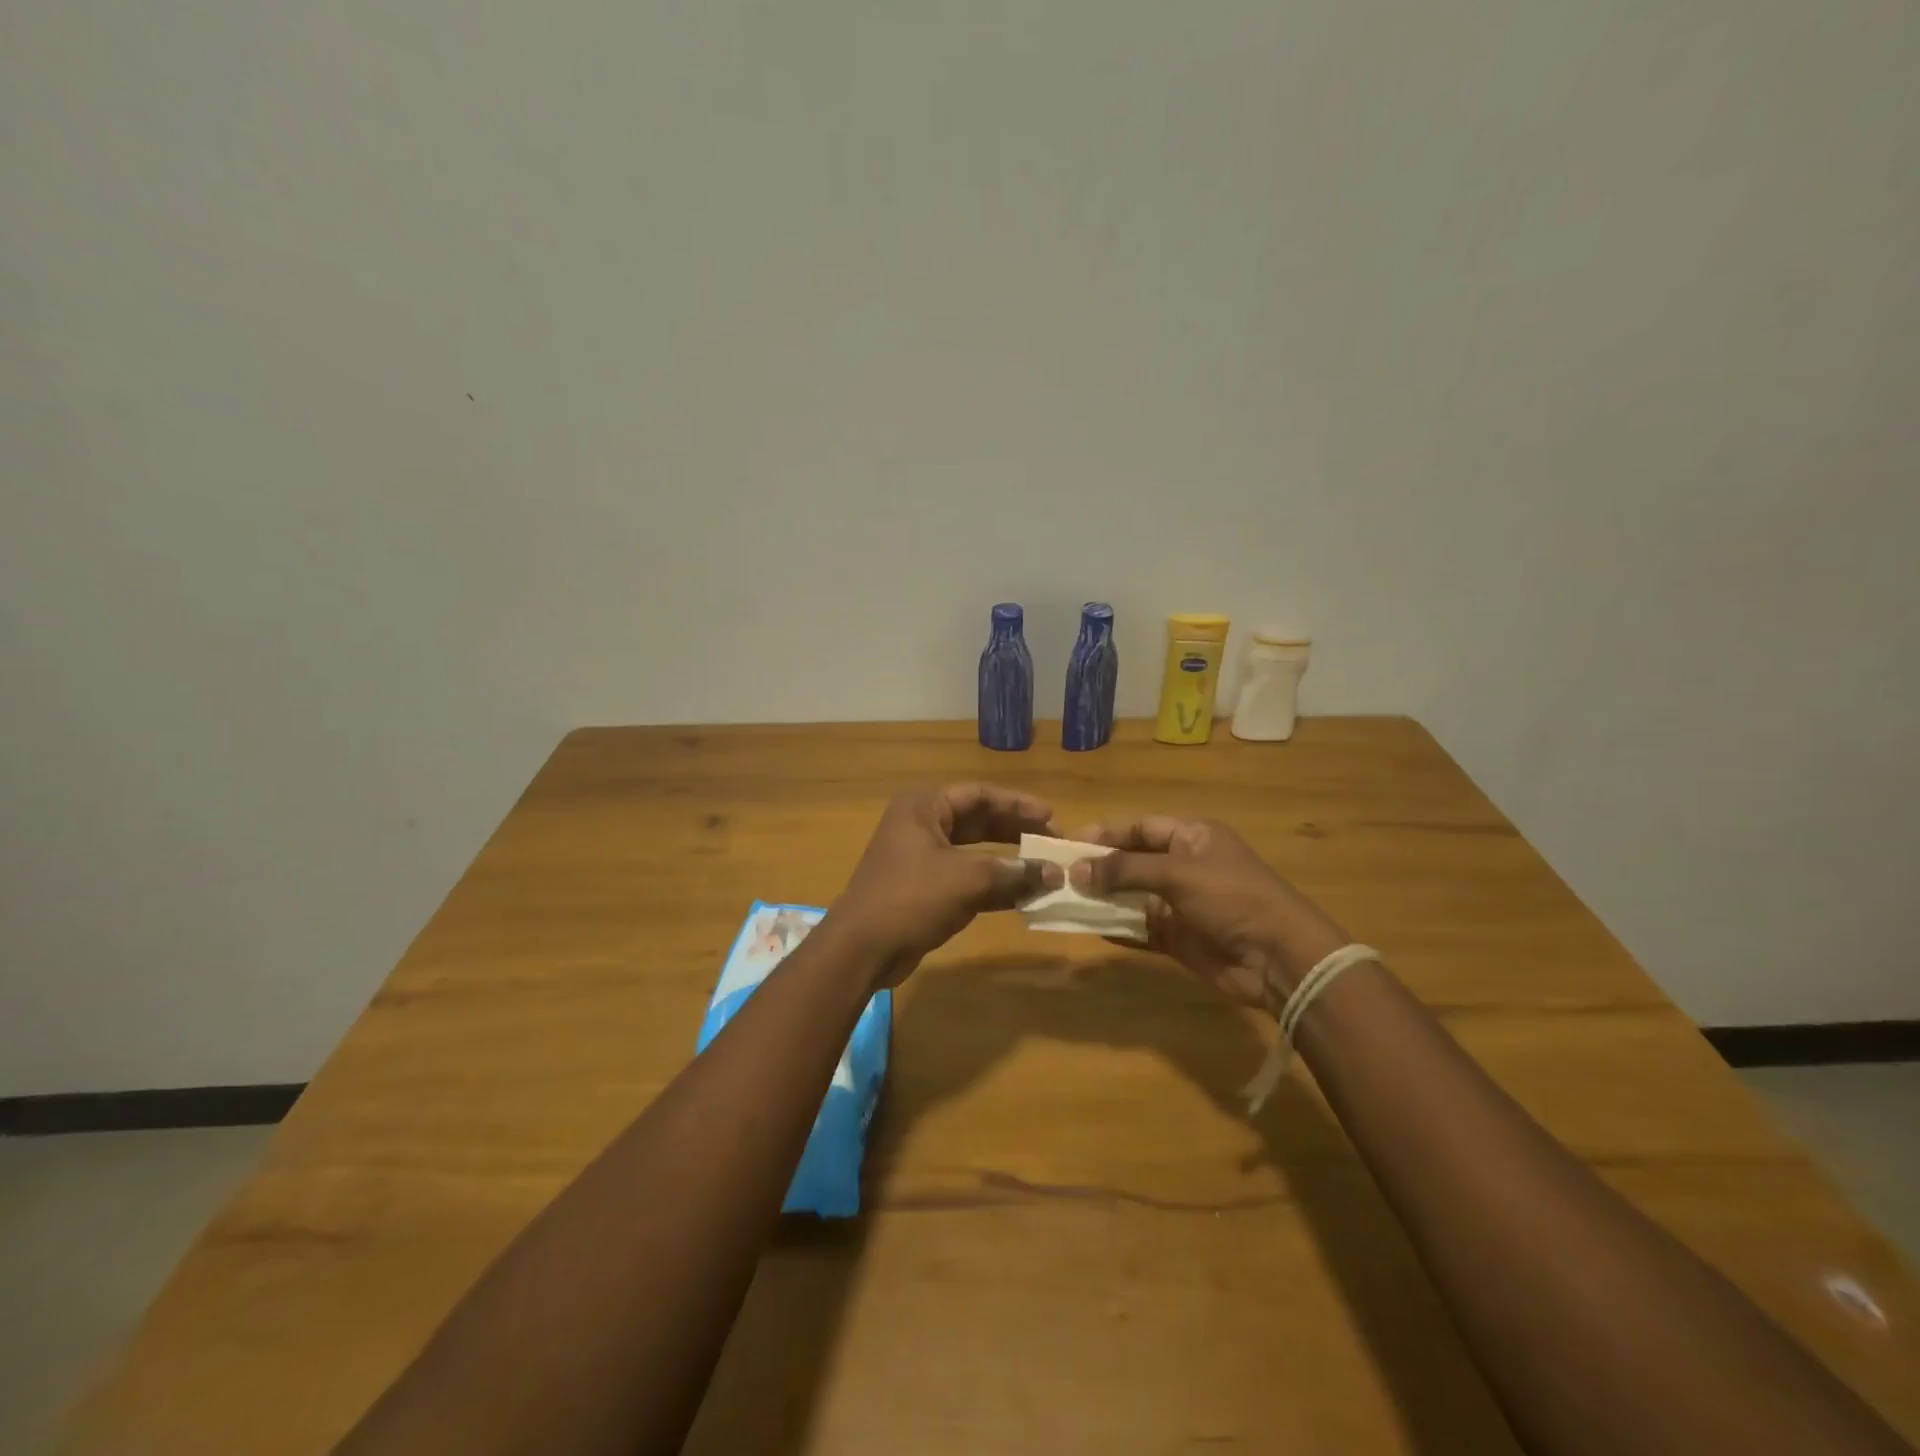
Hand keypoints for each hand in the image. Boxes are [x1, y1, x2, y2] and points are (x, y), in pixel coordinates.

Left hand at [835, 783, 1063, 984]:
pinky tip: (1024, 895)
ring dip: (1008, 861)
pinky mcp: (924, 889)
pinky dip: (994, 885)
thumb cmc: (911, 898)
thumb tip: (1055, 873)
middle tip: (1051, 842)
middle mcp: (921, 825)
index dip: (1017, 804)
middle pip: (978, 820)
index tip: (1050, 817)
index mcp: (924, 807)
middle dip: (1015, 831)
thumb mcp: (967, 880)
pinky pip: (967, 878)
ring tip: (1044, 869)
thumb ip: (1013, 872)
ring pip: (974, 852)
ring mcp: (921, 859)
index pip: (979, 794)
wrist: (862, 949)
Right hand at [1069, 816, 1347, 1012]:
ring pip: (1132, 896)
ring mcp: (1181, 903)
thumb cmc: (1231, 898)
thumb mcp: (1177, 874)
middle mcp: (1184, 866)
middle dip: (1099, 867)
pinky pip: (1139, 928)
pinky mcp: (1178, 937)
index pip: (1140, 828)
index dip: (1105, 834)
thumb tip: (1077, 870)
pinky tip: (1090, 927)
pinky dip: (1117, 927)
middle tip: (1059, 874)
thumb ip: (1125, 870)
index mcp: (1192, 837)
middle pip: (1132, 861)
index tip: (1068, 843)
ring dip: (1103, 898)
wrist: (1278, 958)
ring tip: (1065, 900)